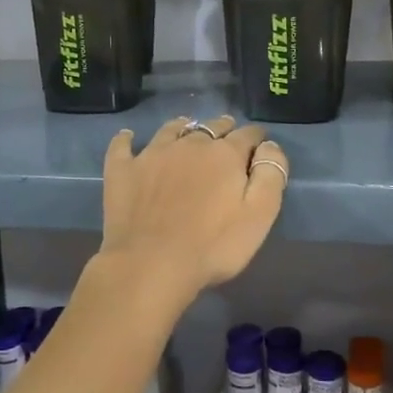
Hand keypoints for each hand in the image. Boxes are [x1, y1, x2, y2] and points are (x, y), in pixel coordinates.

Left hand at [99, 115, 287, 299]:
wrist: (151, 265)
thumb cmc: (213, 246)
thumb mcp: (260, 216)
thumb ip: (270, 175)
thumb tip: (269, 147)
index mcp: (225, 154)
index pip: (248, 135)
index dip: (257, 139)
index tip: (260, 147)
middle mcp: (189, 144)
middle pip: (212, 127)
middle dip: (223, 130)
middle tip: (227, 140)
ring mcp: (152, 154)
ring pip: (171, 129)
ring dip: (183, 128)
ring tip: (186, 130)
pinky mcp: (123, 170)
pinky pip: (122, 145)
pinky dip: (127, 139)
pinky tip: (129, 138)